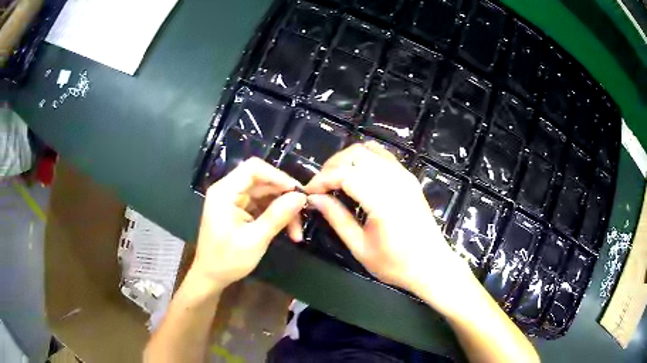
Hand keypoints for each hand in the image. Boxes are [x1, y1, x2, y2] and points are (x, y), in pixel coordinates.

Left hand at [192, 158, 306, 290]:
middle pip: (262, 181)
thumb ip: (277, 216)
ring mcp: (234, 201)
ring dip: (283, 210)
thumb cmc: (227, 260)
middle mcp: (229, 191)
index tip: (298, 193)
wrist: (210, 278)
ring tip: (297, 232)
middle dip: (284, 197)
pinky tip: (288, 231)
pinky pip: (263, 206)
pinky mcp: (240, 211)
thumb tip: (301, 196)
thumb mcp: (255, 239)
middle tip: (303, 214)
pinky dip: (276, 216)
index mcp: (225, 192)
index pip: (253, 168)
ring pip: (266, 195)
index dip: (278, 176)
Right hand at [305, 143, 477, 315]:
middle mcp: (395, 180)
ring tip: (335, 179)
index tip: (309, 192)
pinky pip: (383, 155)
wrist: (431, 265)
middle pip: (355, 155)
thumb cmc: (396, 264)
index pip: (344, 174)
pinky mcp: (409, 177)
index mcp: (382, 200)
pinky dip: (365, 158)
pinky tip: (357, 174)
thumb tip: (314, 199)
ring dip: (347, 159)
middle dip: (332, 166)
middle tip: (321, 187)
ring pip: (368, 150)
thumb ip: (336, 218)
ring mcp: (404, 175)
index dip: (322, 179)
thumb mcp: (360, 247)